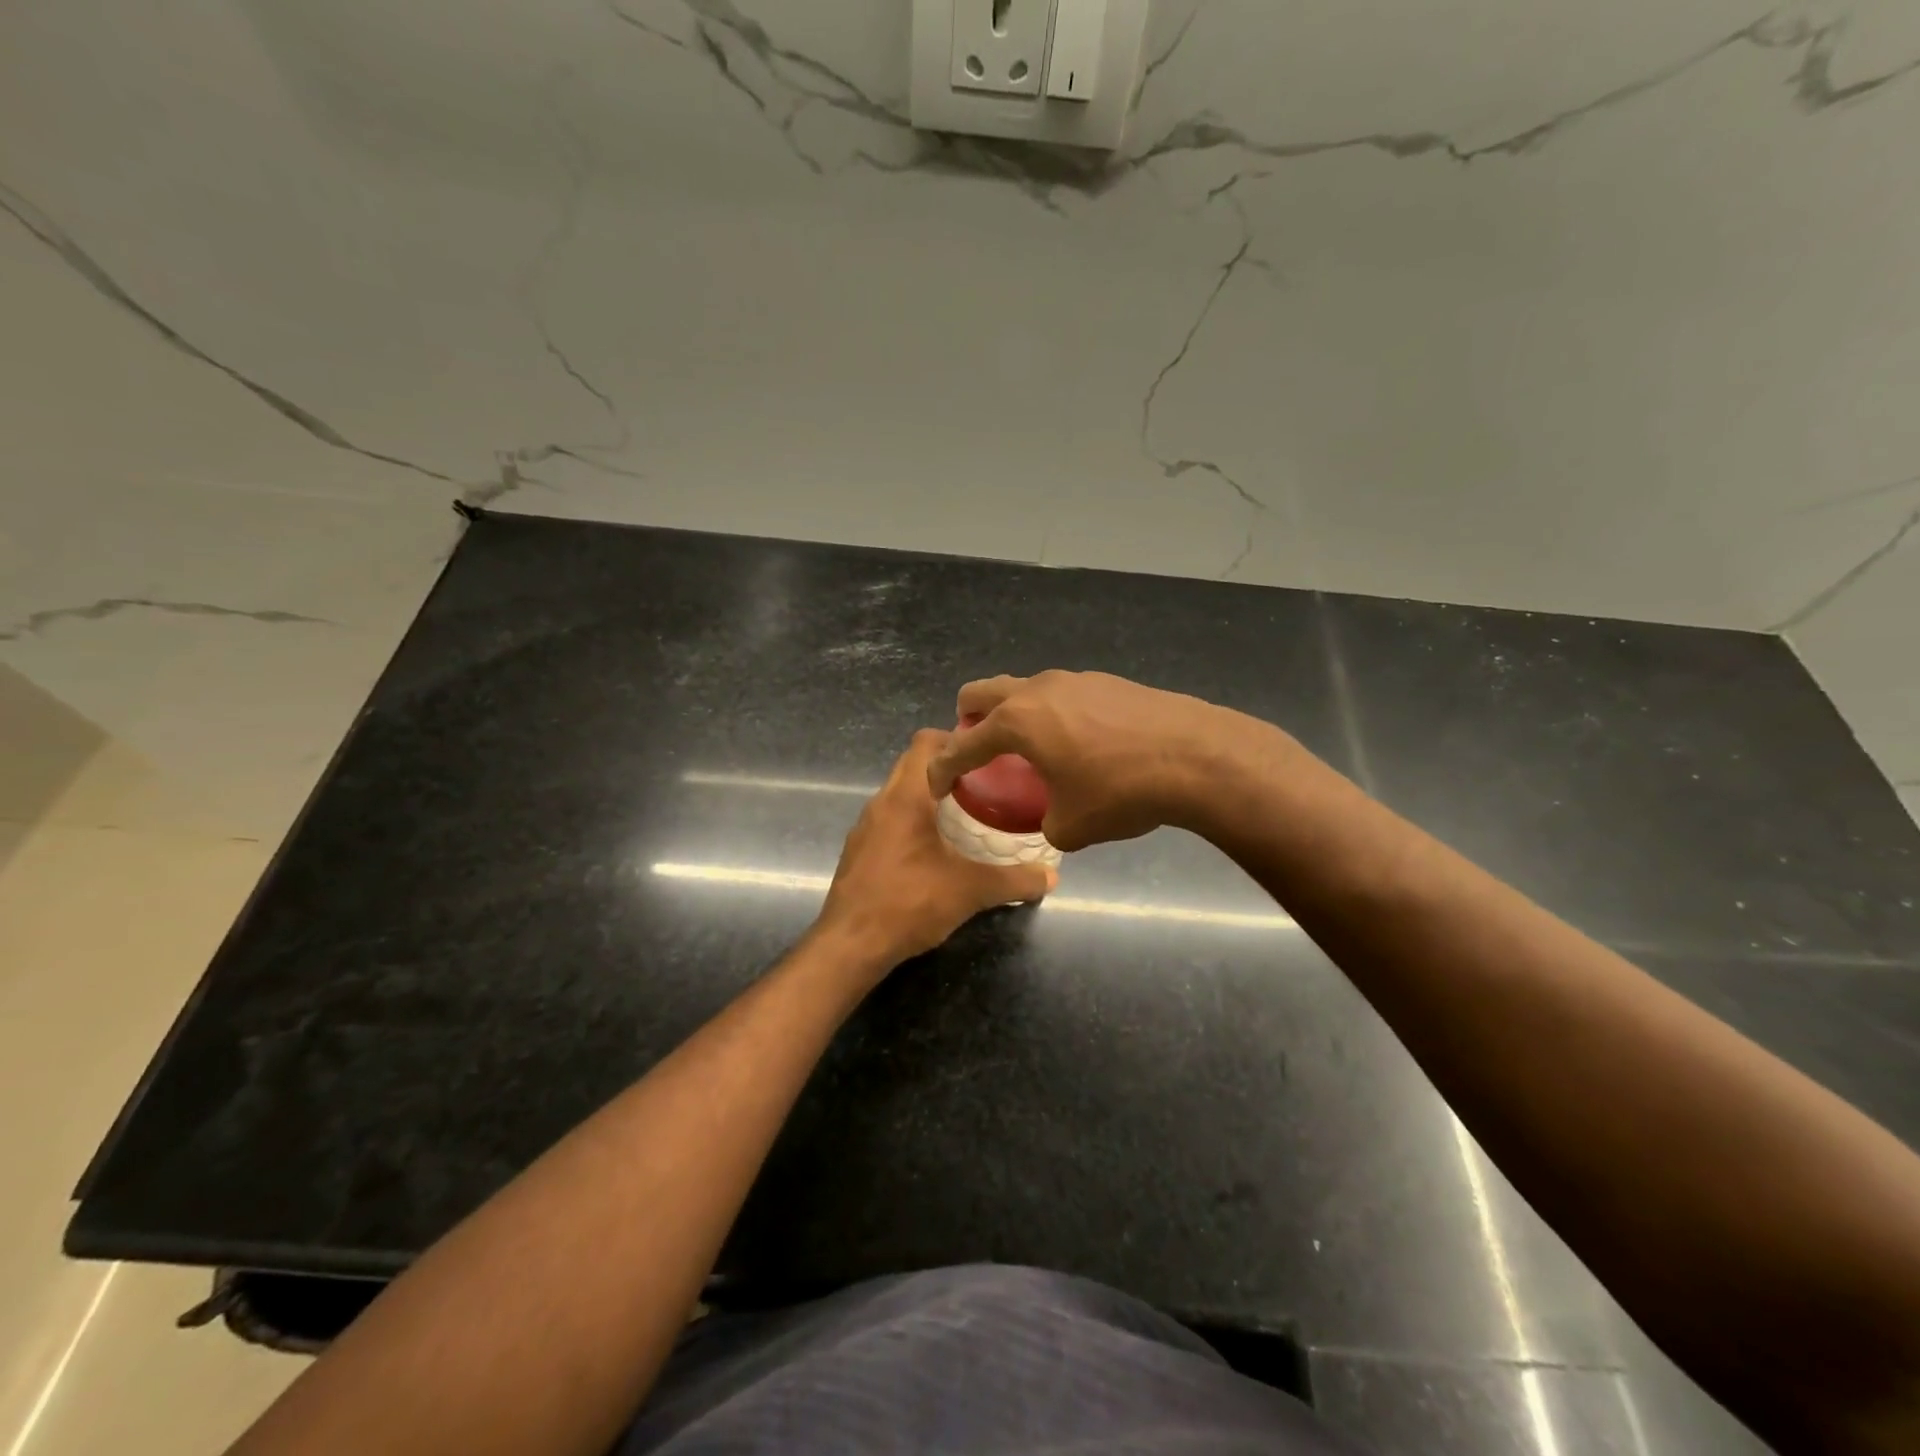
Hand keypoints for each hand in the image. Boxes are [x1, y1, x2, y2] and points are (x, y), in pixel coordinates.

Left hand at [817, 730, 1056, 972]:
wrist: (849, 945)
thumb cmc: (909, 904)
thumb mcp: (970, 891)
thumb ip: (1014, 881)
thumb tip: (1051, 877)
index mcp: (905, 797)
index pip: (926, 742)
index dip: (956, 737)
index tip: (987, 752)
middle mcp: (881, 802)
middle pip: (913, 764)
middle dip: (948, 766)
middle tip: (986, 781)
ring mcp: (865, 827)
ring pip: (900, 792)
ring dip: (930, 794)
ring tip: (967, 811)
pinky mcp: (859, 850)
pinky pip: (890, 818)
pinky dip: (914, 819)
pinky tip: (937, 847)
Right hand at [926, 670, 1256, 851]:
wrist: (1197, 756)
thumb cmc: (1122, 792)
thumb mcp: (1072, 827)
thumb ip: (1047, 822)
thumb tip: (1054, 818)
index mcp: (1017, 723)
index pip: (962, 745)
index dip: (942, 768)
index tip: (936, 786)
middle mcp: (1037, 691)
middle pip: (981, 692)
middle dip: (968, 720)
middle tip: (978, 751)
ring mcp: (1075, 680)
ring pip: (1025, 689)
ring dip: (1015, 715)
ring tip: (1034, 749)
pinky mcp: (1107, 681)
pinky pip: (1062, 694)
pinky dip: (1054, 715)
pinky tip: (1082, 744)